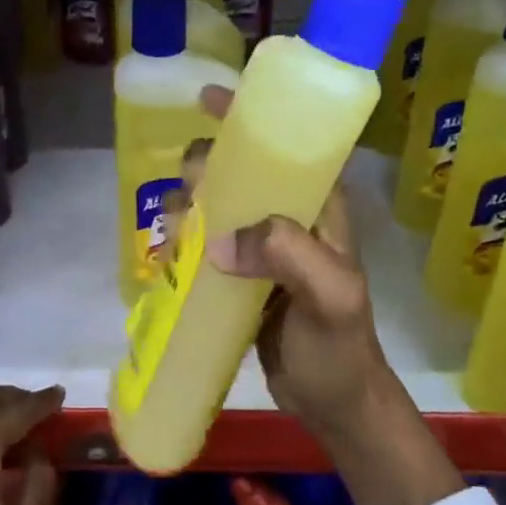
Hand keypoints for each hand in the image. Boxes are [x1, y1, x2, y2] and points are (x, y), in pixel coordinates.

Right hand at [184, 86, 464, 504]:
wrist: (333, 404)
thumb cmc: (339, 347)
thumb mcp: (329, 297)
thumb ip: (287, 255)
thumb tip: (217, 243)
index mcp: (318, 204)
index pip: (287, 142)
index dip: (249, 114)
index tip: (208, 100)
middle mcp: (288, 214)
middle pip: (238, 167)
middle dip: (205, 166)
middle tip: (188, 195)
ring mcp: (262, 245)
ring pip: (215, 202)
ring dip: (187, 204)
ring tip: (174, 231)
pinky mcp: (240, 273)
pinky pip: (205, 240)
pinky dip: (183, 238)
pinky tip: (167, 252)